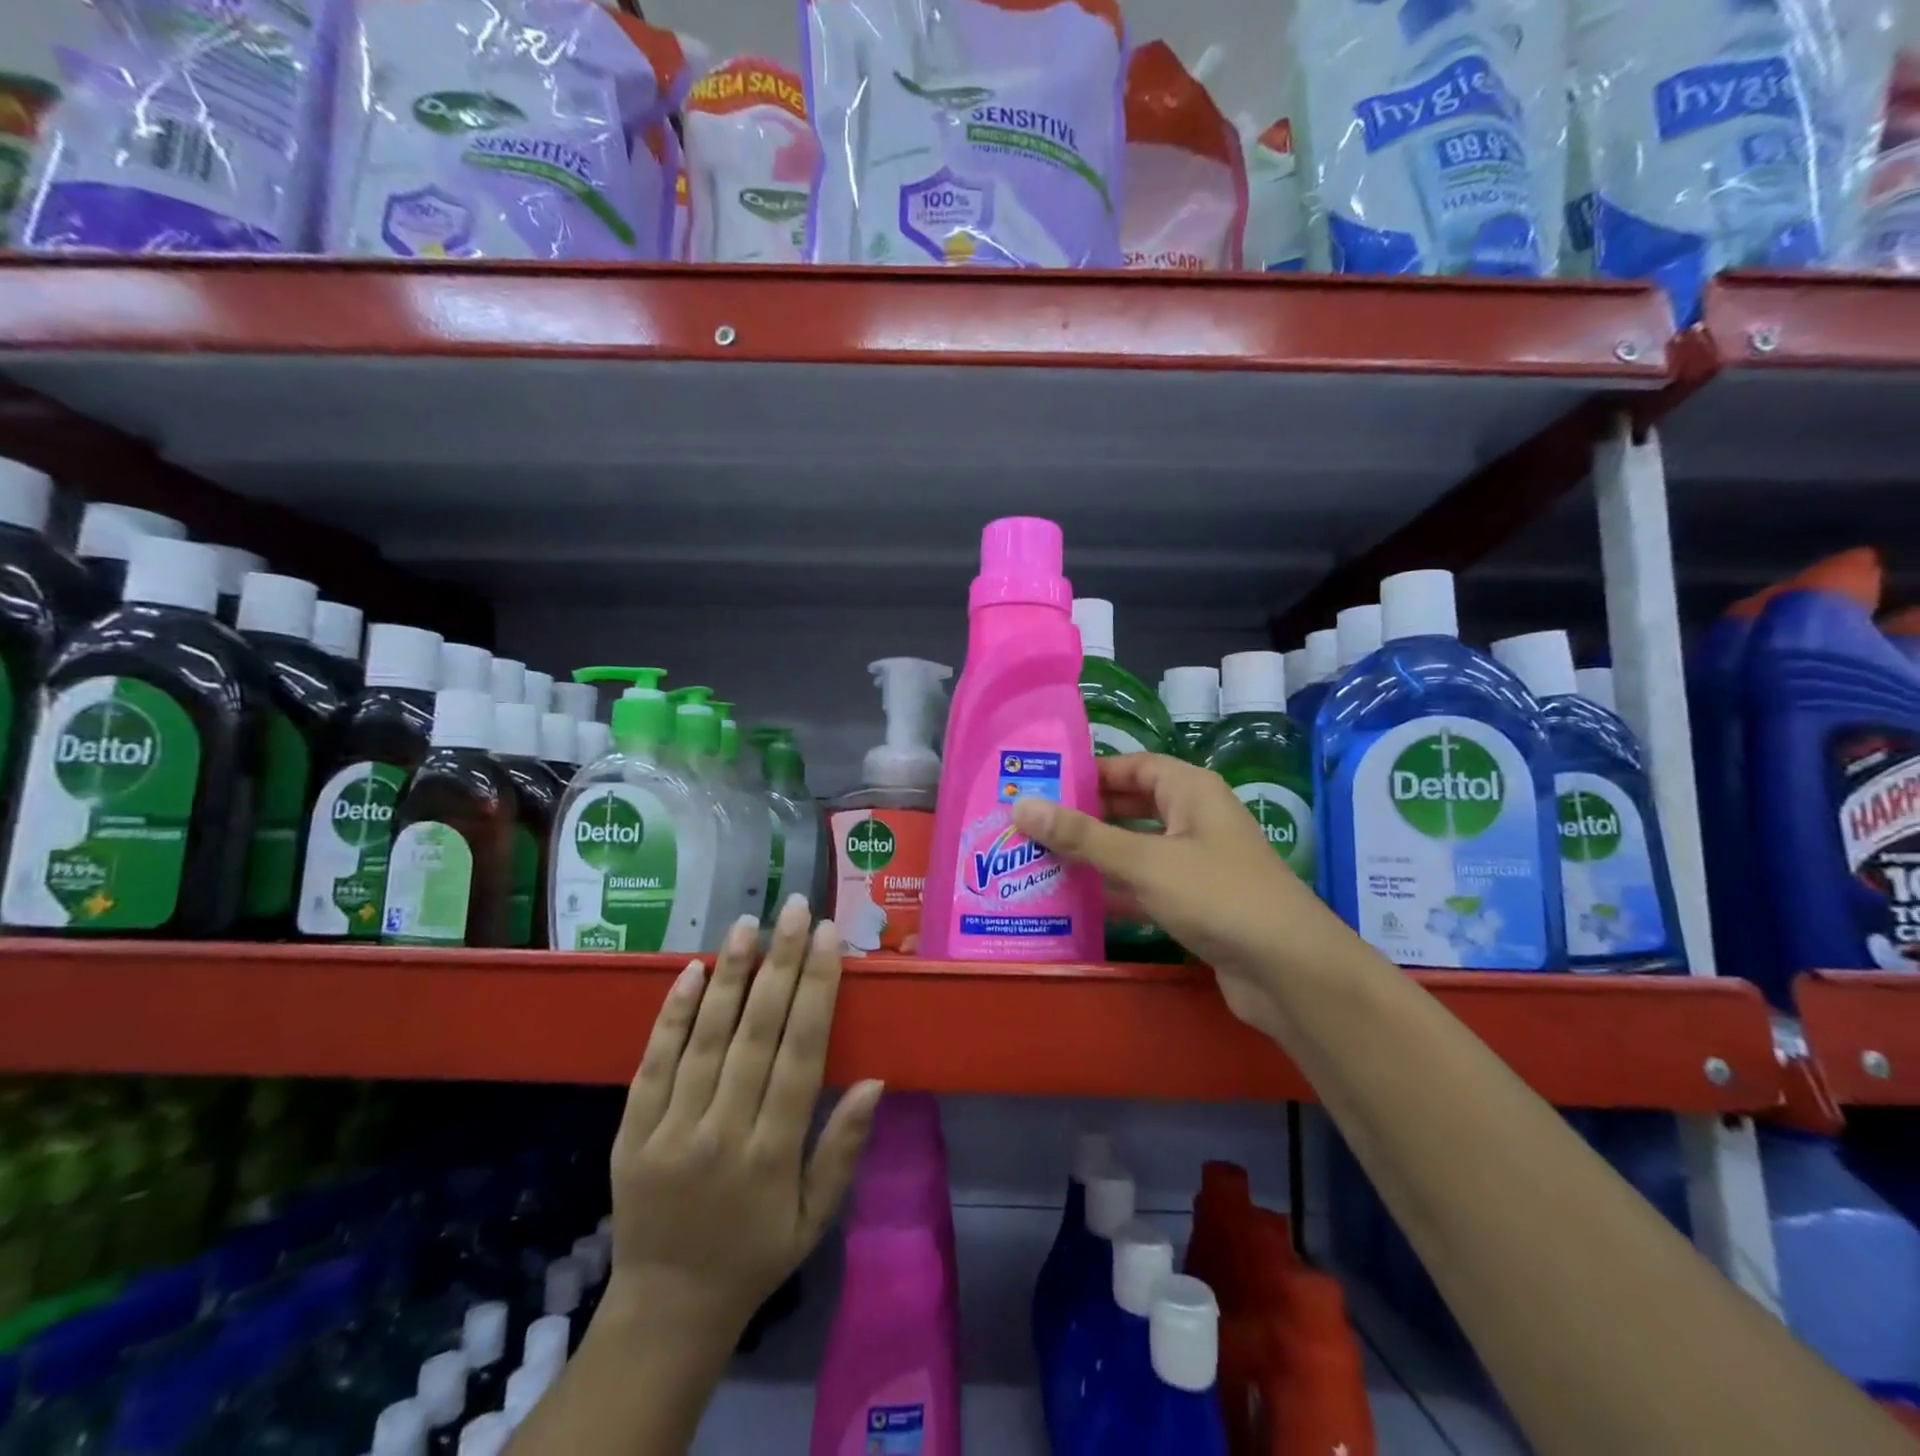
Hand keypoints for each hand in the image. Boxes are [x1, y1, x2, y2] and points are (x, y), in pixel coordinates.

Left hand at [603, 895, 885, 1350]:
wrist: (666, 1309)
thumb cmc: (755, 1255)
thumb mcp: (815, 1217)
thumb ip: (843, 1147)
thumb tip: (875, 1079)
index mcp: (773, 1154)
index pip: (801, 1052)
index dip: (817, 989)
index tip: (829, 938)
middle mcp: (722, 1132)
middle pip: (756, 1032)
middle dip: (781, 962)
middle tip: (796, 908)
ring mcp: (670, 1131)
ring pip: (704, 1037)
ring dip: (730, 974)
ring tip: (748, 923)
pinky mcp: (630, 1133)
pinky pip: (652, 1064)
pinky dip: (671, 1015)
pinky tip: (690, 971)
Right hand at [1012, 754, 1337, 1035]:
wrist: (1290, 972)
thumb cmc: (1218, 896)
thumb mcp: (1145, 861)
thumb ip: (1082, 836)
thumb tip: (1022, 806)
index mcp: (1190, 791)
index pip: (1132, 767)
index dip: (1088, 773)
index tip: (1041, 785)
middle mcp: (1194, 819)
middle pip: (1130, 807)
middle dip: (1084, 816)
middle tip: (1029, 825)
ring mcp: (1195, 864)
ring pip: (1135, 848)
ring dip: (1094, 855)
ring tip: (1038, 859)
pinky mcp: (1194, 903)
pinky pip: (1144, 886)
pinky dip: (1113, 890)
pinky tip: (1073, 900)